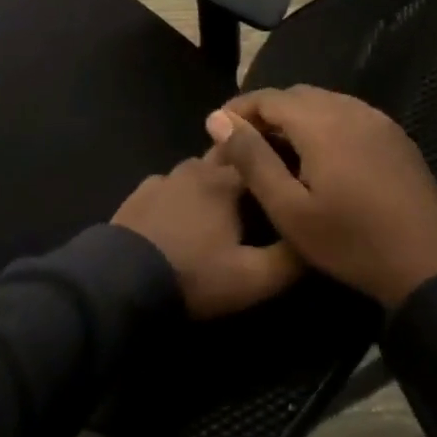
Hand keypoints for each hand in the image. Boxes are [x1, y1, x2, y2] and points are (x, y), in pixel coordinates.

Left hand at [112, 157, 303, 319]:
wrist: (121, 279)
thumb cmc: (194, 274)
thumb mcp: (252, 278)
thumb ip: (290, 259)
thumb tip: (315, 238)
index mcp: (224, 181)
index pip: (261, 156)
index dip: (278, 163)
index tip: (293, 173)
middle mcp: (194, 169)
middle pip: (227, 158)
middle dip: (245, 167)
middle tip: (259, 191)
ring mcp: (162, 179)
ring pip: (197, 171)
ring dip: (212, 182)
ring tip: (224, 207)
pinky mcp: (139, 194)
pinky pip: (171, 187)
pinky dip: (183, 195)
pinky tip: (184, 217)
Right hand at [204, 87, 436, 307]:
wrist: (430, 268)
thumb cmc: (350, 242)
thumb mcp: (288, 209)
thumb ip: (251, 159)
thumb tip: (218, 119)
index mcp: (321, 123)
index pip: (268, 97)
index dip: (238, 109)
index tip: (217, 132)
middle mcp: (350, 109)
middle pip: (296, 95)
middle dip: (266, 112)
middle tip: (245, 144)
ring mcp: (378, 121)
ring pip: (324, 102)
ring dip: (295, 118)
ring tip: (278, 151)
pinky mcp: (395, 137)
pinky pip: (349, 115)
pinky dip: (324, 124)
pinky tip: (319, 157)